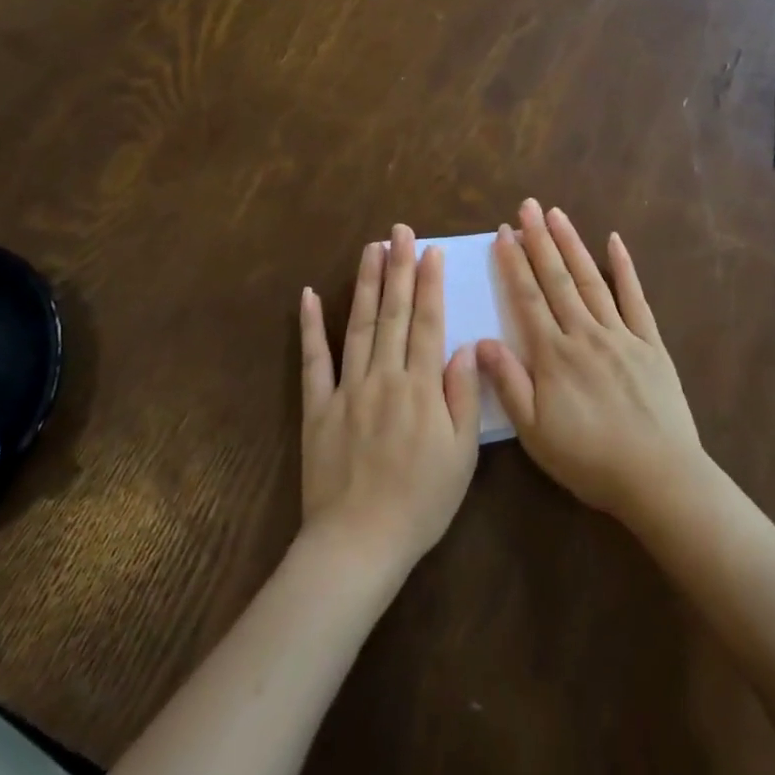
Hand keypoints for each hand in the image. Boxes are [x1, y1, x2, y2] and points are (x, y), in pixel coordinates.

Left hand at [299, 227, 480, 574]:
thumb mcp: (462, 454)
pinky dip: (311, 327)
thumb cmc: (421, 501)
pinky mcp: (317, 407)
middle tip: (400, 231)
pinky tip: (309, 296)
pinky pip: (314, 361)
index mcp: (421, 387)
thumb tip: (465, 346)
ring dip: (366, 284)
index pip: (428, 323)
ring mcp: (347, 389)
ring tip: (370, 248)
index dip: (430, 284)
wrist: (359, 542)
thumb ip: (463, 395)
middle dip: (398, 268)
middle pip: (394, 314)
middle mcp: (384, 376)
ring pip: (359, 325)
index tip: (431, 251)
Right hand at [478, 199, 706, 526]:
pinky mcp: (651, 343)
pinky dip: (625, 268)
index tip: (503, 233)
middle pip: (557, 279)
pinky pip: (636, 298)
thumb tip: (481, 340)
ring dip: (572, 244)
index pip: (527, 299)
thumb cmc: (589, 459)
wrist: (658, 476)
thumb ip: (508, 384)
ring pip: (591, 280)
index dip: (513, 264)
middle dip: (539, 241)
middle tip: (526, 206)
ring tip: (556, 214)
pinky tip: (615, 241)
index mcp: (554, 355)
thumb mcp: (535, 433)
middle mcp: (585, 334)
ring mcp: (621, 334)